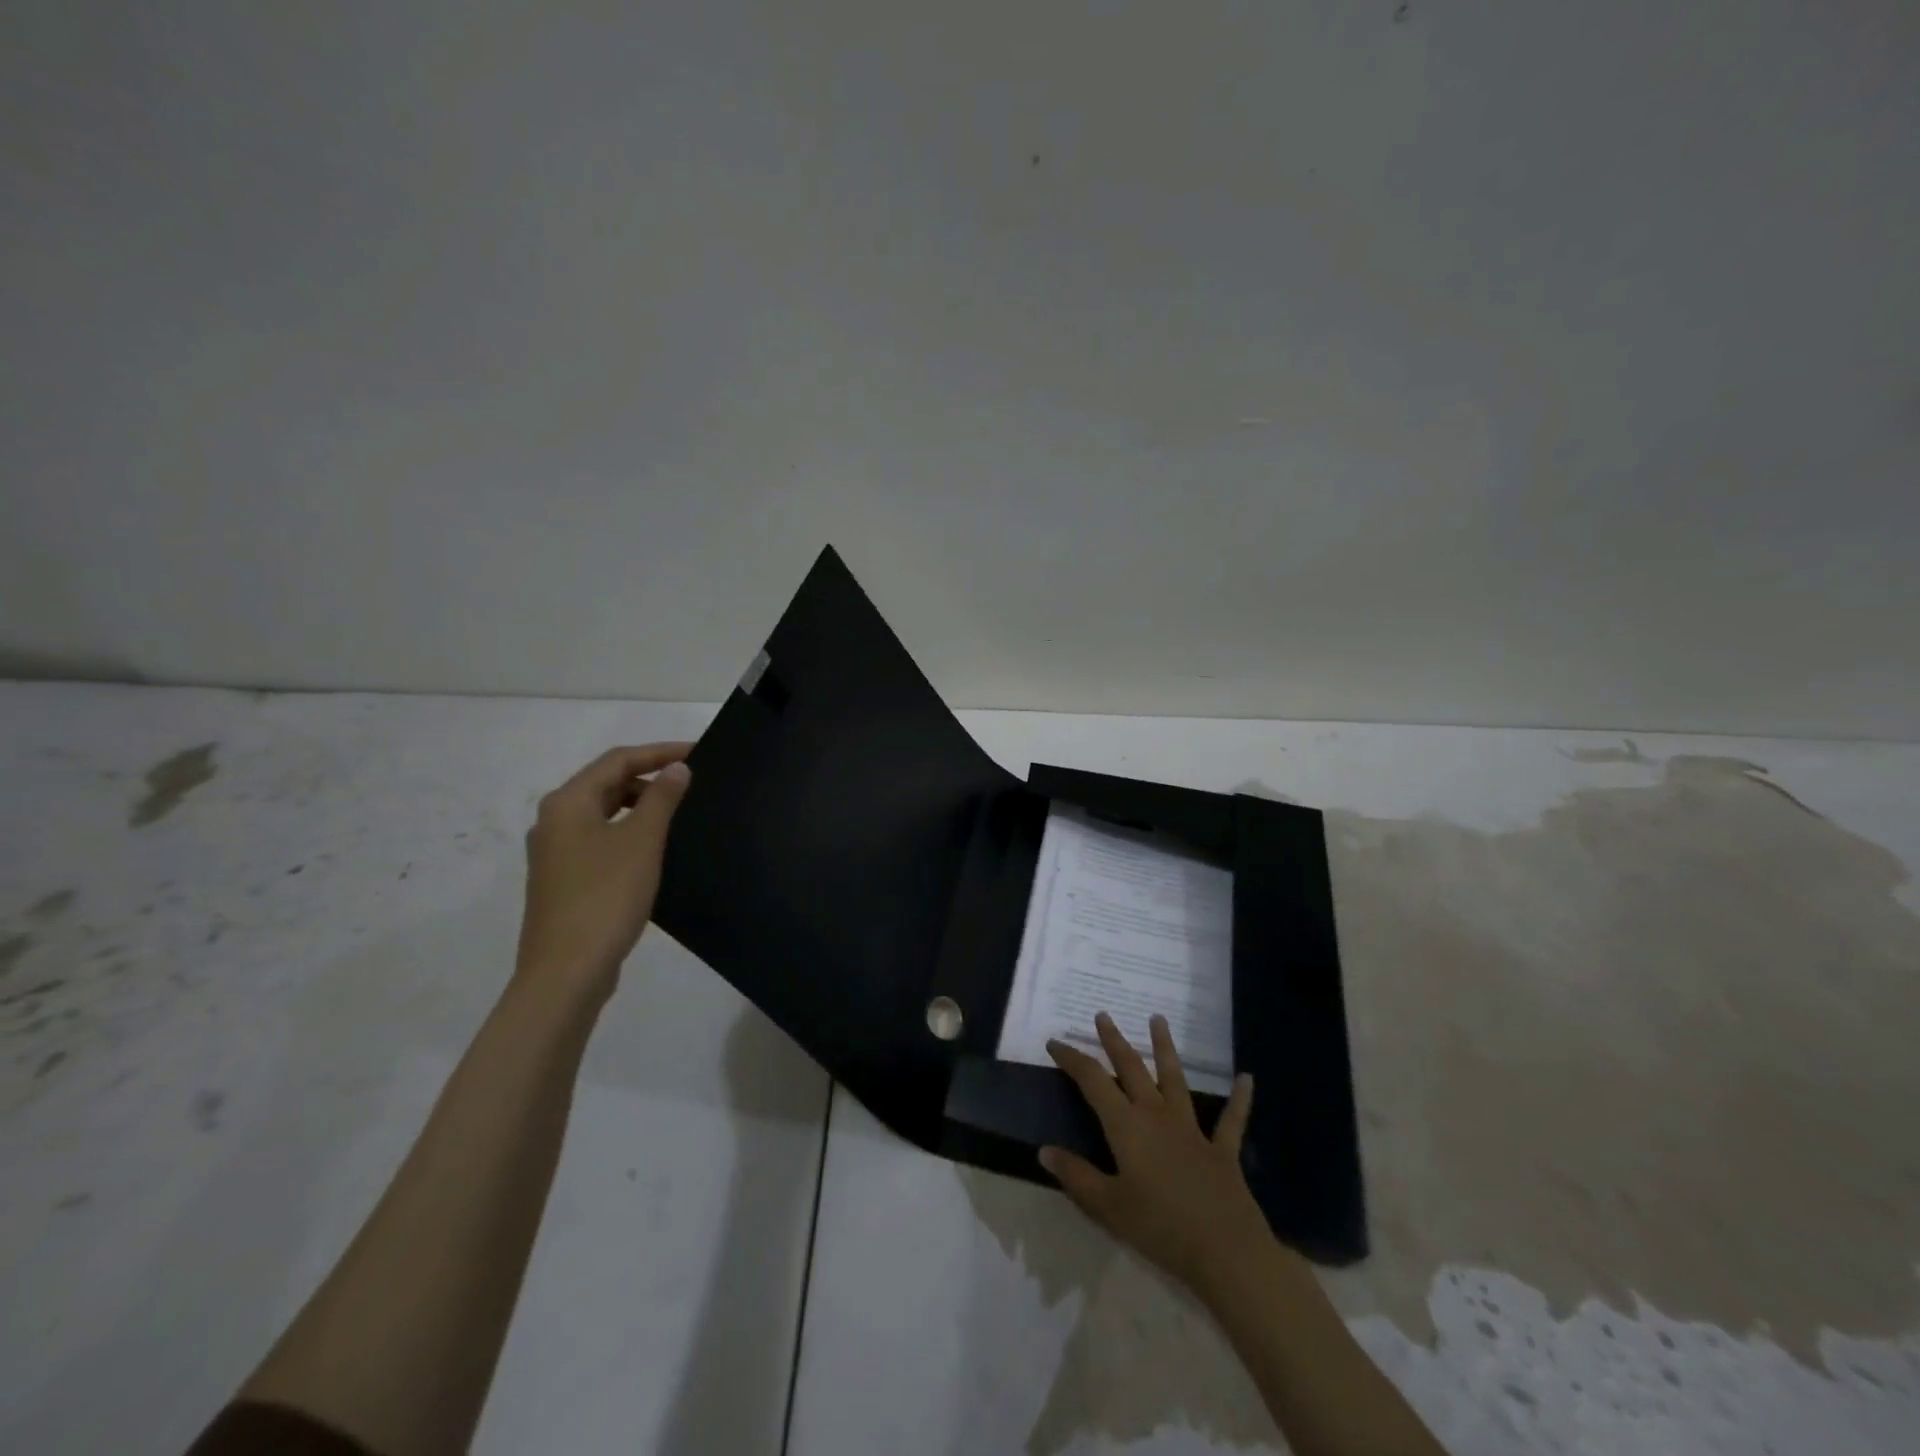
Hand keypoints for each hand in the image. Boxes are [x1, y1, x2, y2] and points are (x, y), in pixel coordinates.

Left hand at [514, 743, 692, 1005]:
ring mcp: (556, 853)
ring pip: (603, 812)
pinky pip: (601, 839)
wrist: (567, 971)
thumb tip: (677, 768)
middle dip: (649, 777)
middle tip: (692, 783)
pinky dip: (629, 832)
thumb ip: (661, 798)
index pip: (618, 760)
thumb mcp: (642, 841)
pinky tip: (655, 849)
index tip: (699, 753)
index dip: (659, 752)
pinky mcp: (564, 880)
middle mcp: (554, 821)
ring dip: (640, 806)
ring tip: (679, 813)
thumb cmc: (606, 896)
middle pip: (606, 783)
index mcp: (567, 803)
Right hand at [1041, 1013, 1269, 1297]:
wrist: (1226, 1252)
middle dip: (1114, 1041)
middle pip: (1132, 1068)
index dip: (1072, 1059)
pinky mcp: (1221, 1149)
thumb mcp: (1108, 1207)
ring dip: (1165, 1048)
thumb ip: (1077, 1176)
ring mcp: (1192, 1129)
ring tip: (1158, 1019)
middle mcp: (1157, 1115)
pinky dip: (1239, 1099)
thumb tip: (1044, 1150)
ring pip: (1175, 1079)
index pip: (1092, 1081)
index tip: (1055, 1042)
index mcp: (1127, 1126)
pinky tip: (1247, 1079)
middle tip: (1103, 1015)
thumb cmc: (1160, 1228)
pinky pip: (1231, 1120)